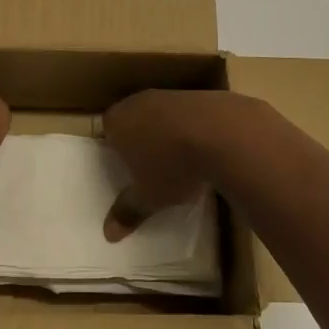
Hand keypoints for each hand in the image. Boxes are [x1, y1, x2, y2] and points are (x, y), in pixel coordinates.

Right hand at [101, 90, 266, 239]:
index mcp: (117, 121)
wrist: (221, 133)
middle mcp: (138, 101)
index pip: (107, 130)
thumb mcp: (148, 197)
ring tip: (179, 159)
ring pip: (160, 114)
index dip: (114, 148)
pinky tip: (203, 148)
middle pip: (132, 118)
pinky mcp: (198, 95)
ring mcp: (169, 95)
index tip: (125, 167)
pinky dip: (190, 127)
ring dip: (166, 132)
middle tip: (150, 165)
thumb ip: (127, 212)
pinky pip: (186, 114)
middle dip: (140, 139)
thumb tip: (108, 234)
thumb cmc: (173, 166)